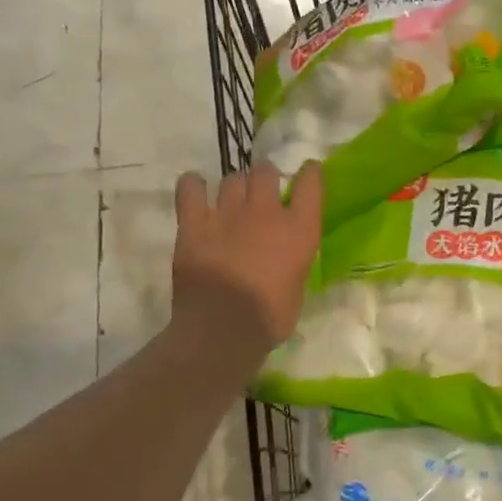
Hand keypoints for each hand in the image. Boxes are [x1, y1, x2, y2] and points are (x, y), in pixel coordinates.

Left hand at [171, 161, 322, 359]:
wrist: (222, 329)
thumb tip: (285, 255)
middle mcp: (266, 212)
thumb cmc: (270, 317)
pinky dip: (193, 185)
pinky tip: (195, 188)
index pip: (310, 183)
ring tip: (231, 199)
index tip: (309, 171)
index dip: (310, 173)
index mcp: (299, 229)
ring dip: (235, 186)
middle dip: (265, 177)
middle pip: (265, 172)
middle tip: (261, 193)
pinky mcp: (194, 223)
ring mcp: (228, 214)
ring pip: (232, 179)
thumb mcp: (298, 286)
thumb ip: (293, 260)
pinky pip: (190, 189)